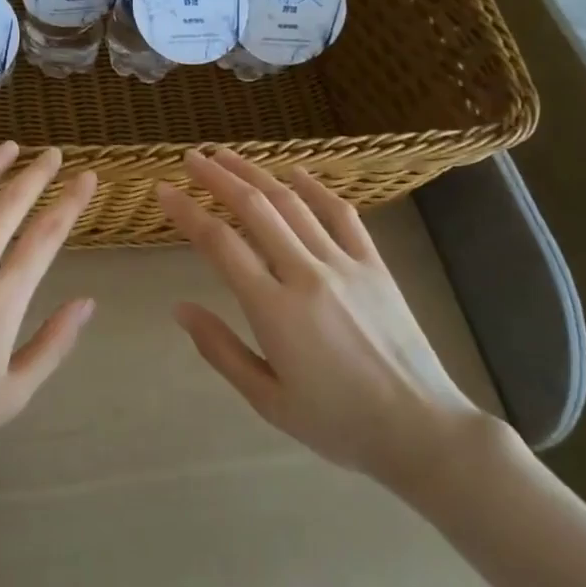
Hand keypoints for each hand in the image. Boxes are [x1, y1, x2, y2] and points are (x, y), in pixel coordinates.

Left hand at [0, 142, 98, 479]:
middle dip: (37, 173)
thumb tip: (87, 303)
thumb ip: (53, 344)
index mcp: (3, 298)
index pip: (47, 234)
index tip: (87, 178)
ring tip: (9, 147)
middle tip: (52, 153)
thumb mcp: (13, 393)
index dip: (71, 201)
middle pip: (10, 204)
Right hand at [158, 148, 491, 502]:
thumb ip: (221, 351)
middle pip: (254, 208)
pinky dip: (316, 188)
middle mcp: (307, 275)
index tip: (163, 190)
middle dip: (217, 177)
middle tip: (190, 157)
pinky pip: (342, 214)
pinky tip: (295, 172)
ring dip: (256, 172)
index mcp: (275, 310)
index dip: (187, 212)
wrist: (422, 431)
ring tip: (227, 154)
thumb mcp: (268, 401)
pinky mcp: (375, 265)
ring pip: (292, 203)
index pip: (220, 244)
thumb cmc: (338, 424)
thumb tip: (180, 309)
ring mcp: (344, 264)